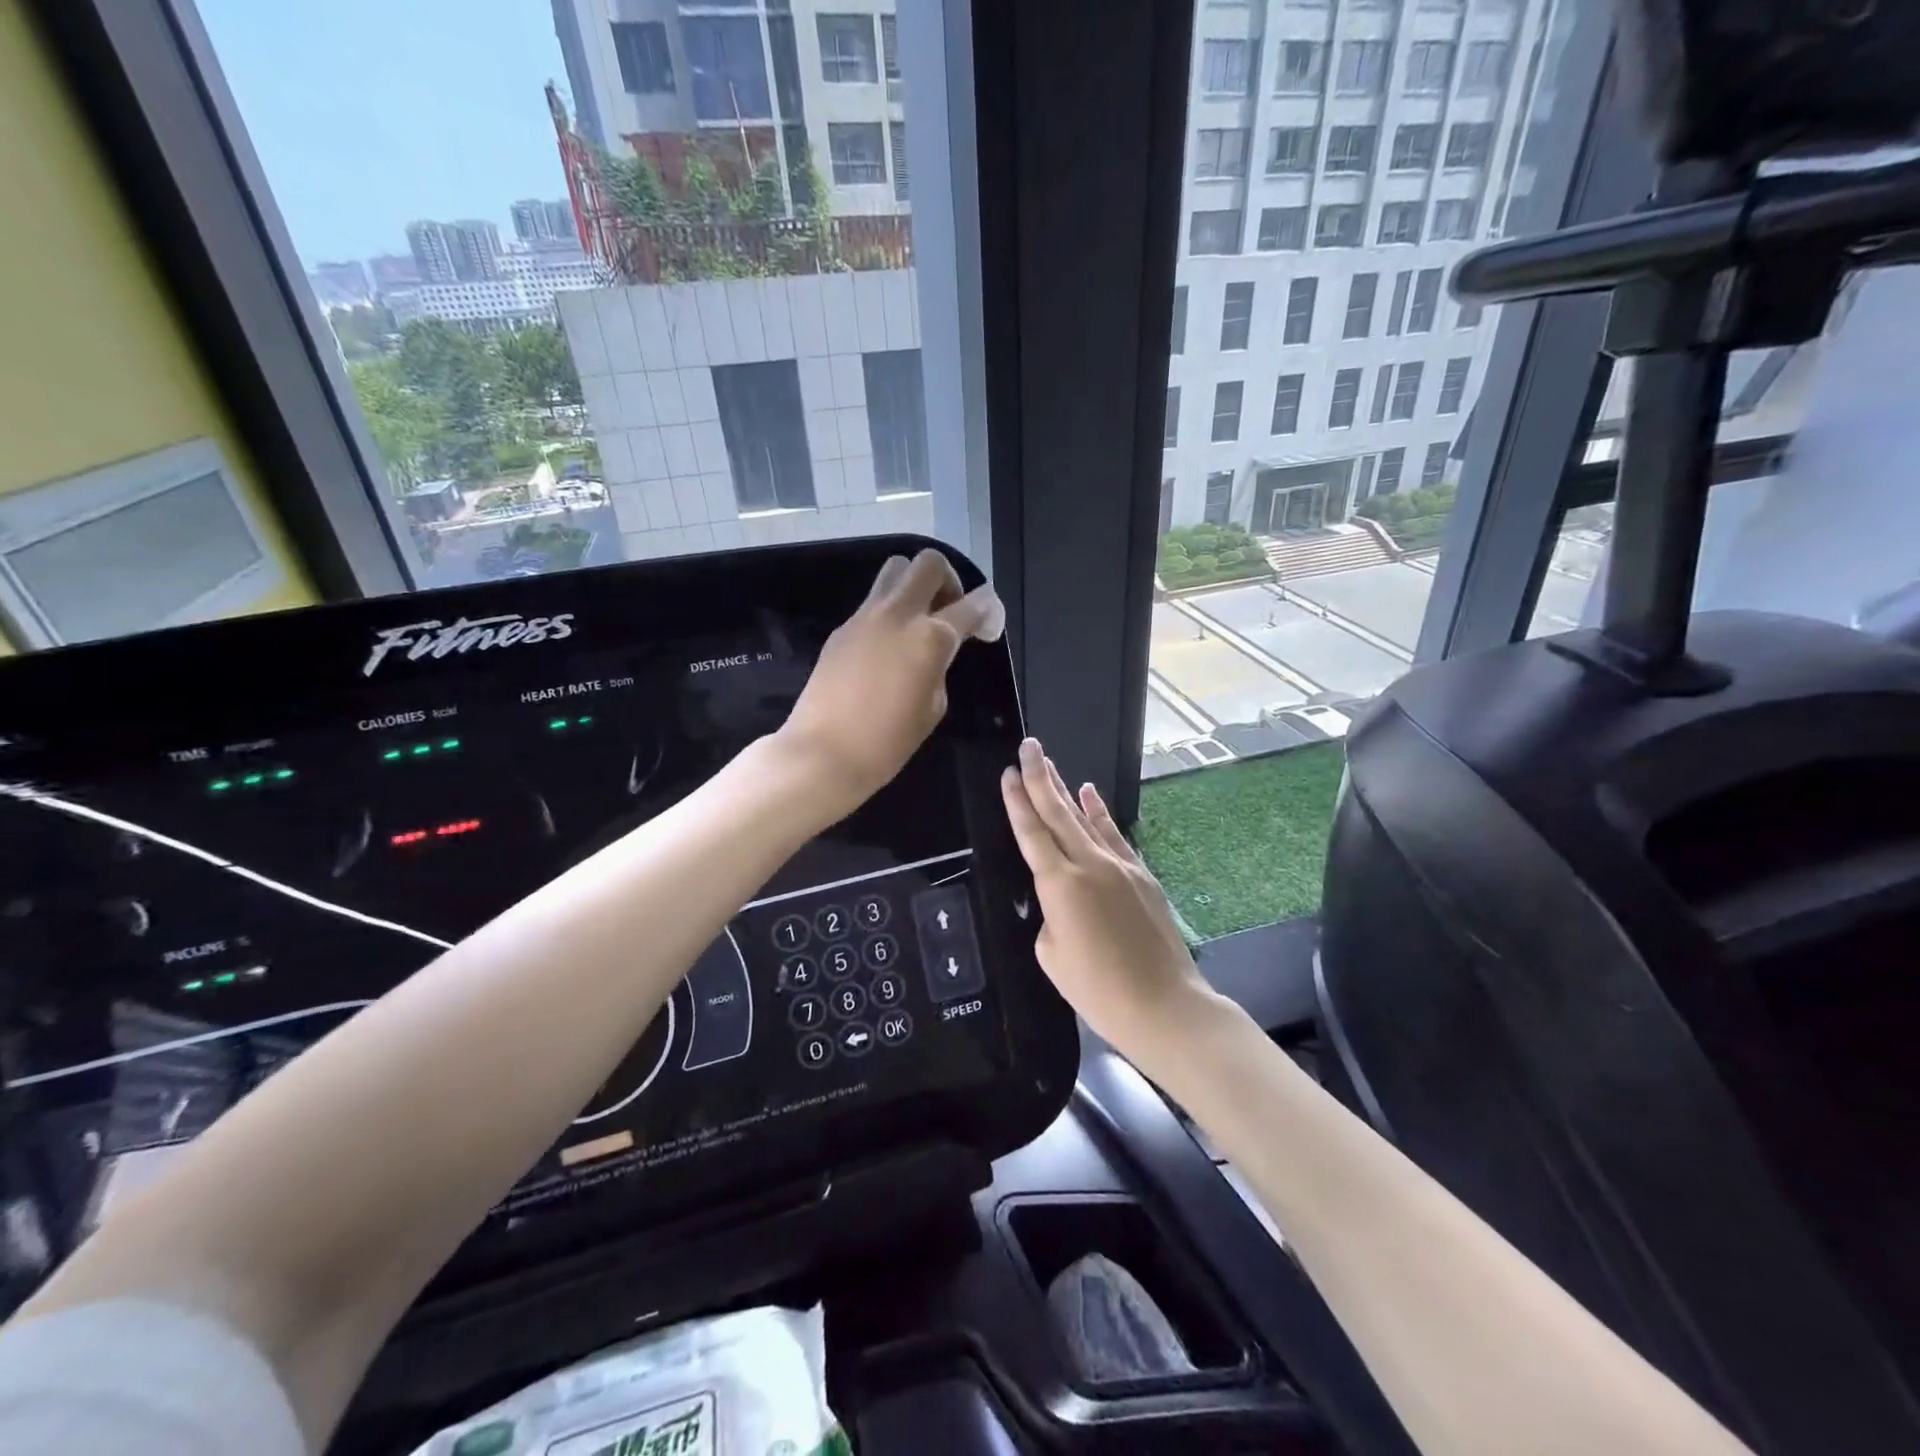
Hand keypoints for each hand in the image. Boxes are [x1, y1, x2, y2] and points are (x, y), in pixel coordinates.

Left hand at [780, 549, 1002, 815]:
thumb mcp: (933, 706)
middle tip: (948, 611)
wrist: (824, 753)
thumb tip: (940, 648)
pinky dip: (888, 613)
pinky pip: (872, 603)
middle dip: (947, 580)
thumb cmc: (888, 742)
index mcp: (931, 637)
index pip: (971, 605)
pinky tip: (886, 648)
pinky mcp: (842, 628)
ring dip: (914, 586)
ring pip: (895, 571)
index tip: (987, 624)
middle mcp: (899, 614)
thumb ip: (941, 665)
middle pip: (929, 564)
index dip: (987, 611)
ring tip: (917, 622)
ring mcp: (865, 616)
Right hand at [1000, 739, 1219, 1068]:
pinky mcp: (1141, 874)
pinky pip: (1113, 834)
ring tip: (1049, 764)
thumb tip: (1062, 900)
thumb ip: (1050, 916)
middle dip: (1039, 777)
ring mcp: (1119, 865)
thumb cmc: (1097, 989)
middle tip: (1028, 746)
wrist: (1162, 1004)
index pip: (1031, 832)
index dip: (1017, 801)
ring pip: (1085, 818)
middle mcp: (1088, 864)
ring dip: (1064, 789)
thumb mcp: (1052, 956)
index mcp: (1059, 884)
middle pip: (1058, 812)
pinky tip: (1089, 793)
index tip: (1007, 772)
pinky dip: (1099, 813)